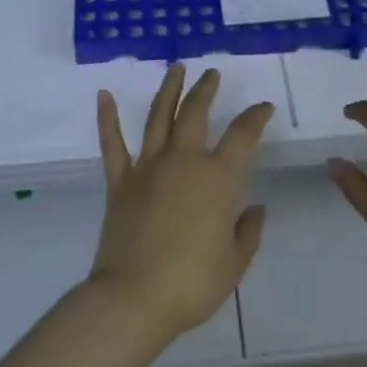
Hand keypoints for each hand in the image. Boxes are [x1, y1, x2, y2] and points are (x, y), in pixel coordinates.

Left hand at [91, 65, 274, 343]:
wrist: (133, 299)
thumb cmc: (191, 283)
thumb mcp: (235, 262)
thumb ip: (248, 231)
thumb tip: (254, 208)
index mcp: (217, 179)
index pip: (243, 136)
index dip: (256, 117)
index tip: (263, 107)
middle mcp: (183, 162)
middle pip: (196, 113)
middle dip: (206, 90)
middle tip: (212, 74)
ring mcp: (148, 168)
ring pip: (159, 117)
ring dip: (168, 90)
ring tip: (176, 68)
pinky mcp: (119, 182)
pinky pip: (112, 144)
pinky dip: (107, 118)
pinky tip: (103, 94)